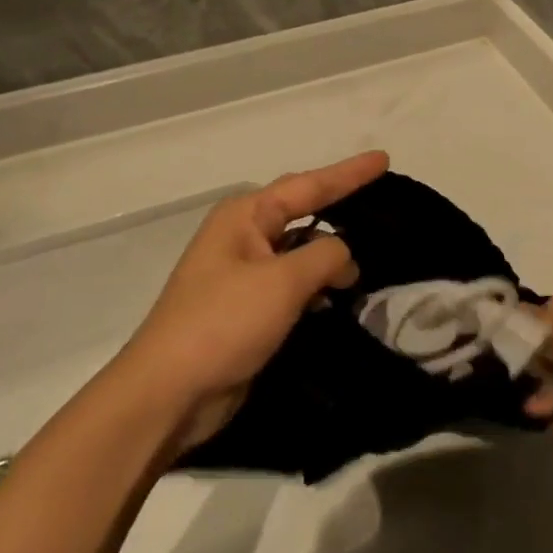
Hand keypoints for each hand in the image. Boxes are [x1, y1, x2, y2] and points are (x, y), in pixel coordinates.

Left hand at [120, 150, 388, 451]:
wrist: (169, 394)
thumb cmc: (224, 322)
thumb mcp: (283, 281)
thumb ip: (325, 256)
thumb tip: (343, 255)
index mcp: (245, 215)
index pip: (309, 185)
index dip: (349, 173)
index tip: (384, 159)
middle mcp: (243, 236)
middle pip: (302, 211)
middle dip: (340, 204)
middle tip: (382, 198)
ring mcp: (243, 273)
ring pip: (299, 250)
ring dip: (330, 254)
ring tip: (373, 252)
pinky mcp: (247, 309)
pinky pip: (292, 283)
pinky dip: (317, 285)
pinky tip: (341, 294)